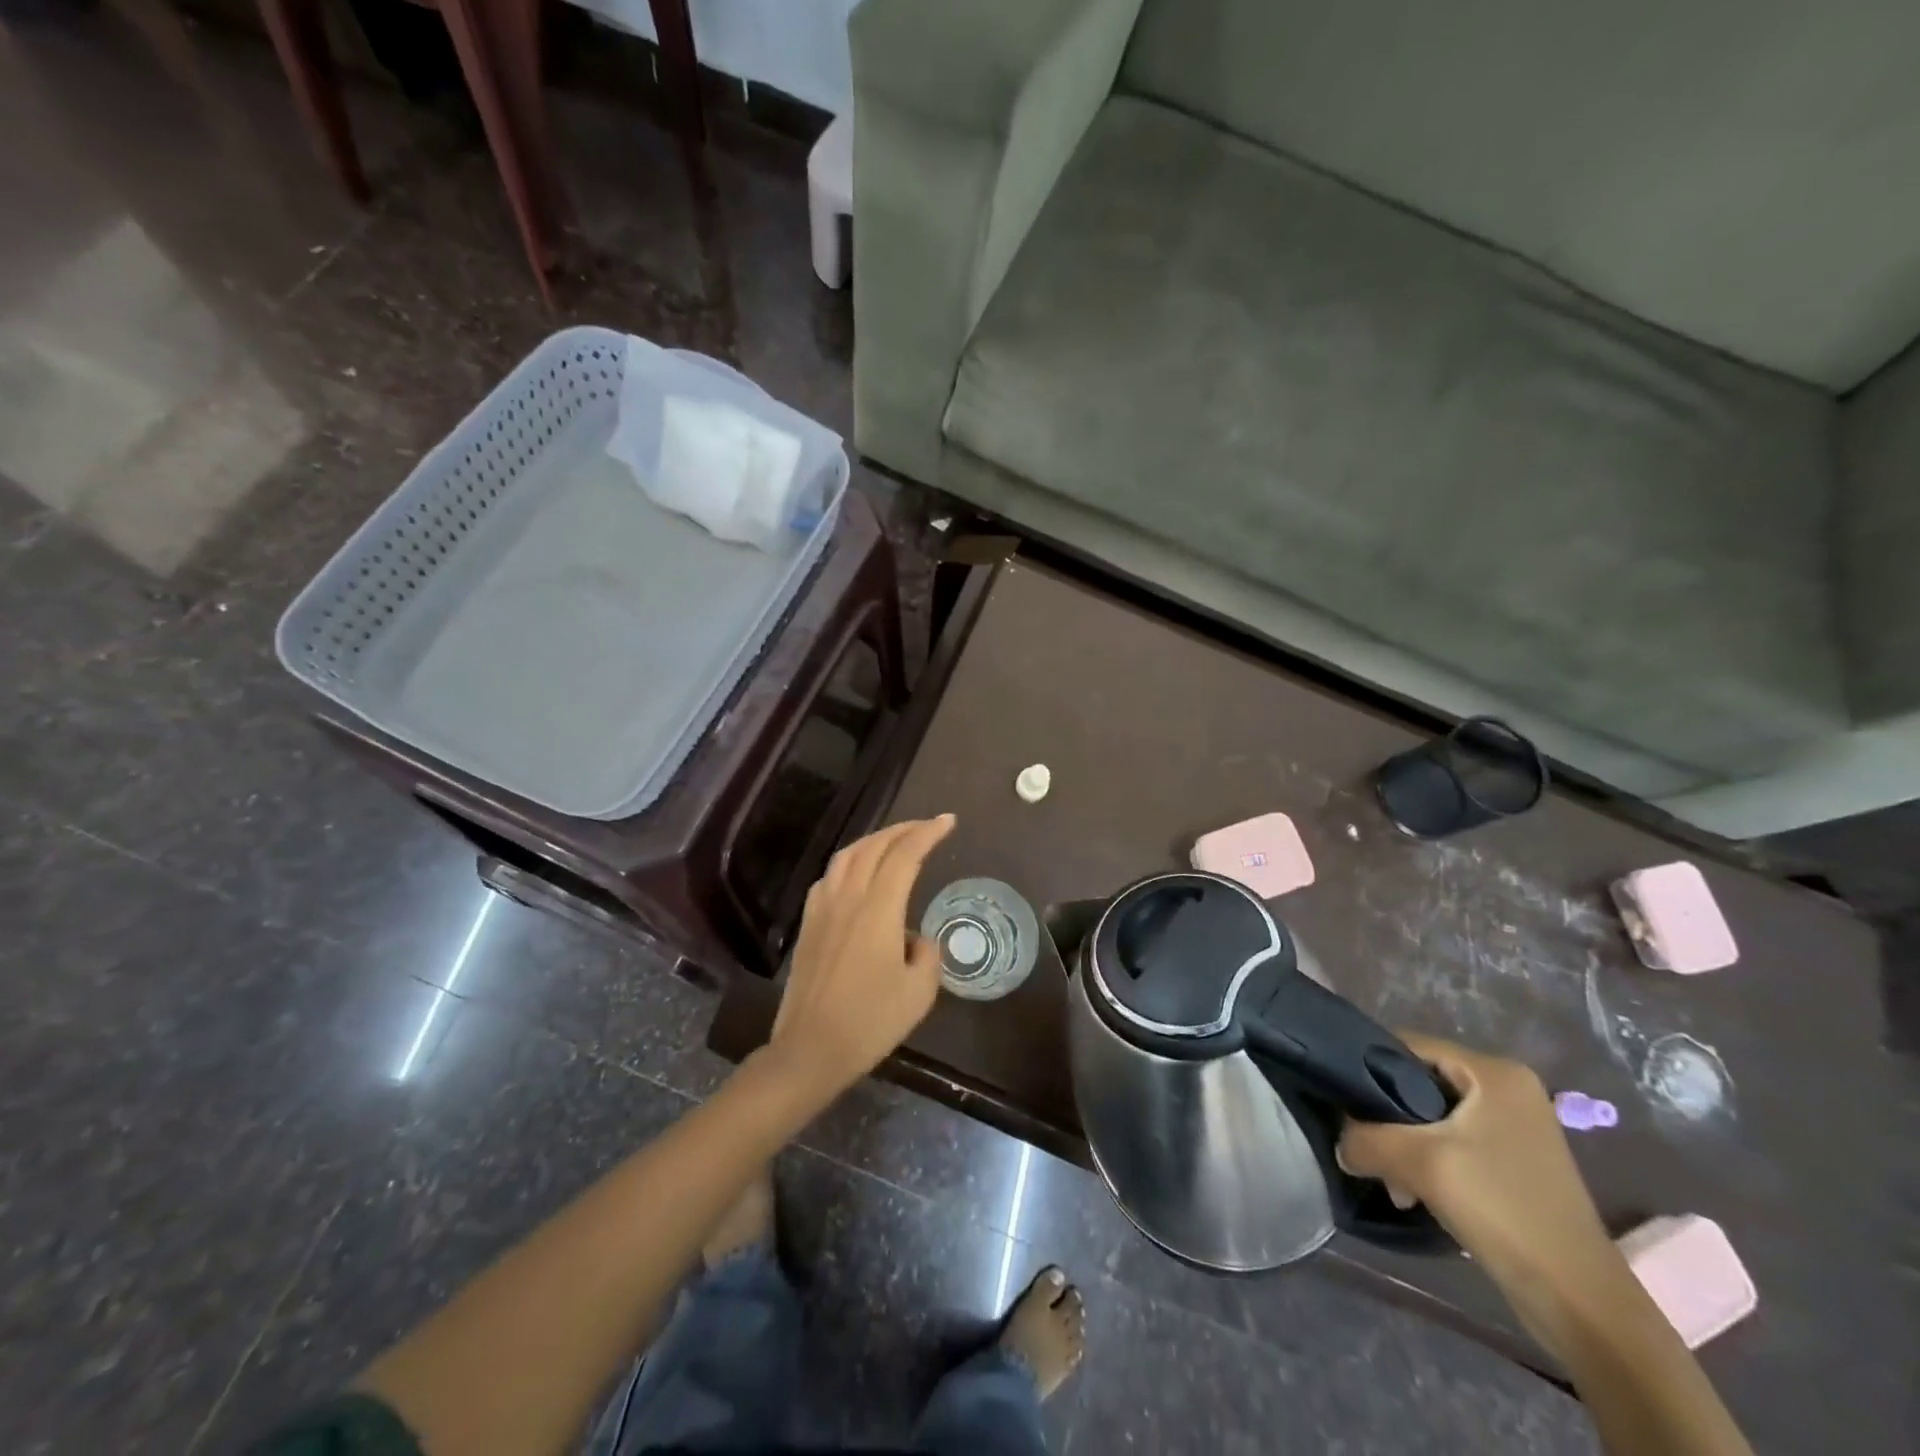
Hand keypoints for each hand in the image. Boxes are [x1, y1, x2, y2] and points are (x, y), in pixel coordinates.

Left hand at [763, 815, 955, 1103]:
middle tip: (926, 826)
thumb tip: (915, 939)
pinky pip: (829, 877)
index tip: (948, 822)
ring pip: (847, 856)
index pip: (904, 856)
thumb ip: (927, 954)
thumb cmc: (870, 1022)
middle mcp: (848, 899)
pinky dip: (850, 862)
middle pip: (874, 847)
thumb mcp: (919, 992)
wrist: (810, 1049)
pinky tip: (857, 874)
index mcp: (878, 910)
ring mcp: (822, 910)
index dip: (927, 833)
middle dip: (903, 829)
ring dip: (874, 840)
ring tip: (894, 841)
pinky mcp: (808, 925)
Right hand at [1338, 1034, 1614, 1289]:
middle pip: (1419, 1081)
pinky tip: (1414, 1193)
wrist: (1580, 1302)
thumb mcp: (1420, 1163)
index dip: (1367, 1066)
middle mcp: (1508, 1088)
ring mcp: (1515, 1126)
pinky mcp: (1515, 1160)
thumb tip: (1340, 1144)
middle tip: (1367, 1148)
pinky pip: (1453, 1142)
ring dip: (1405, 1145)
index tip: (1342, 1099)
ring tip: (1392, 1181)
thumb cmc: (1503, 1210)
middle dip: (1387, 1117)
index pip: (1408, 1045)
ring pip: (1433, 1116)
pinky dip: (1428, 1161)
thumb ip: (1365, 1139)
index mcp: (1495, 1072)